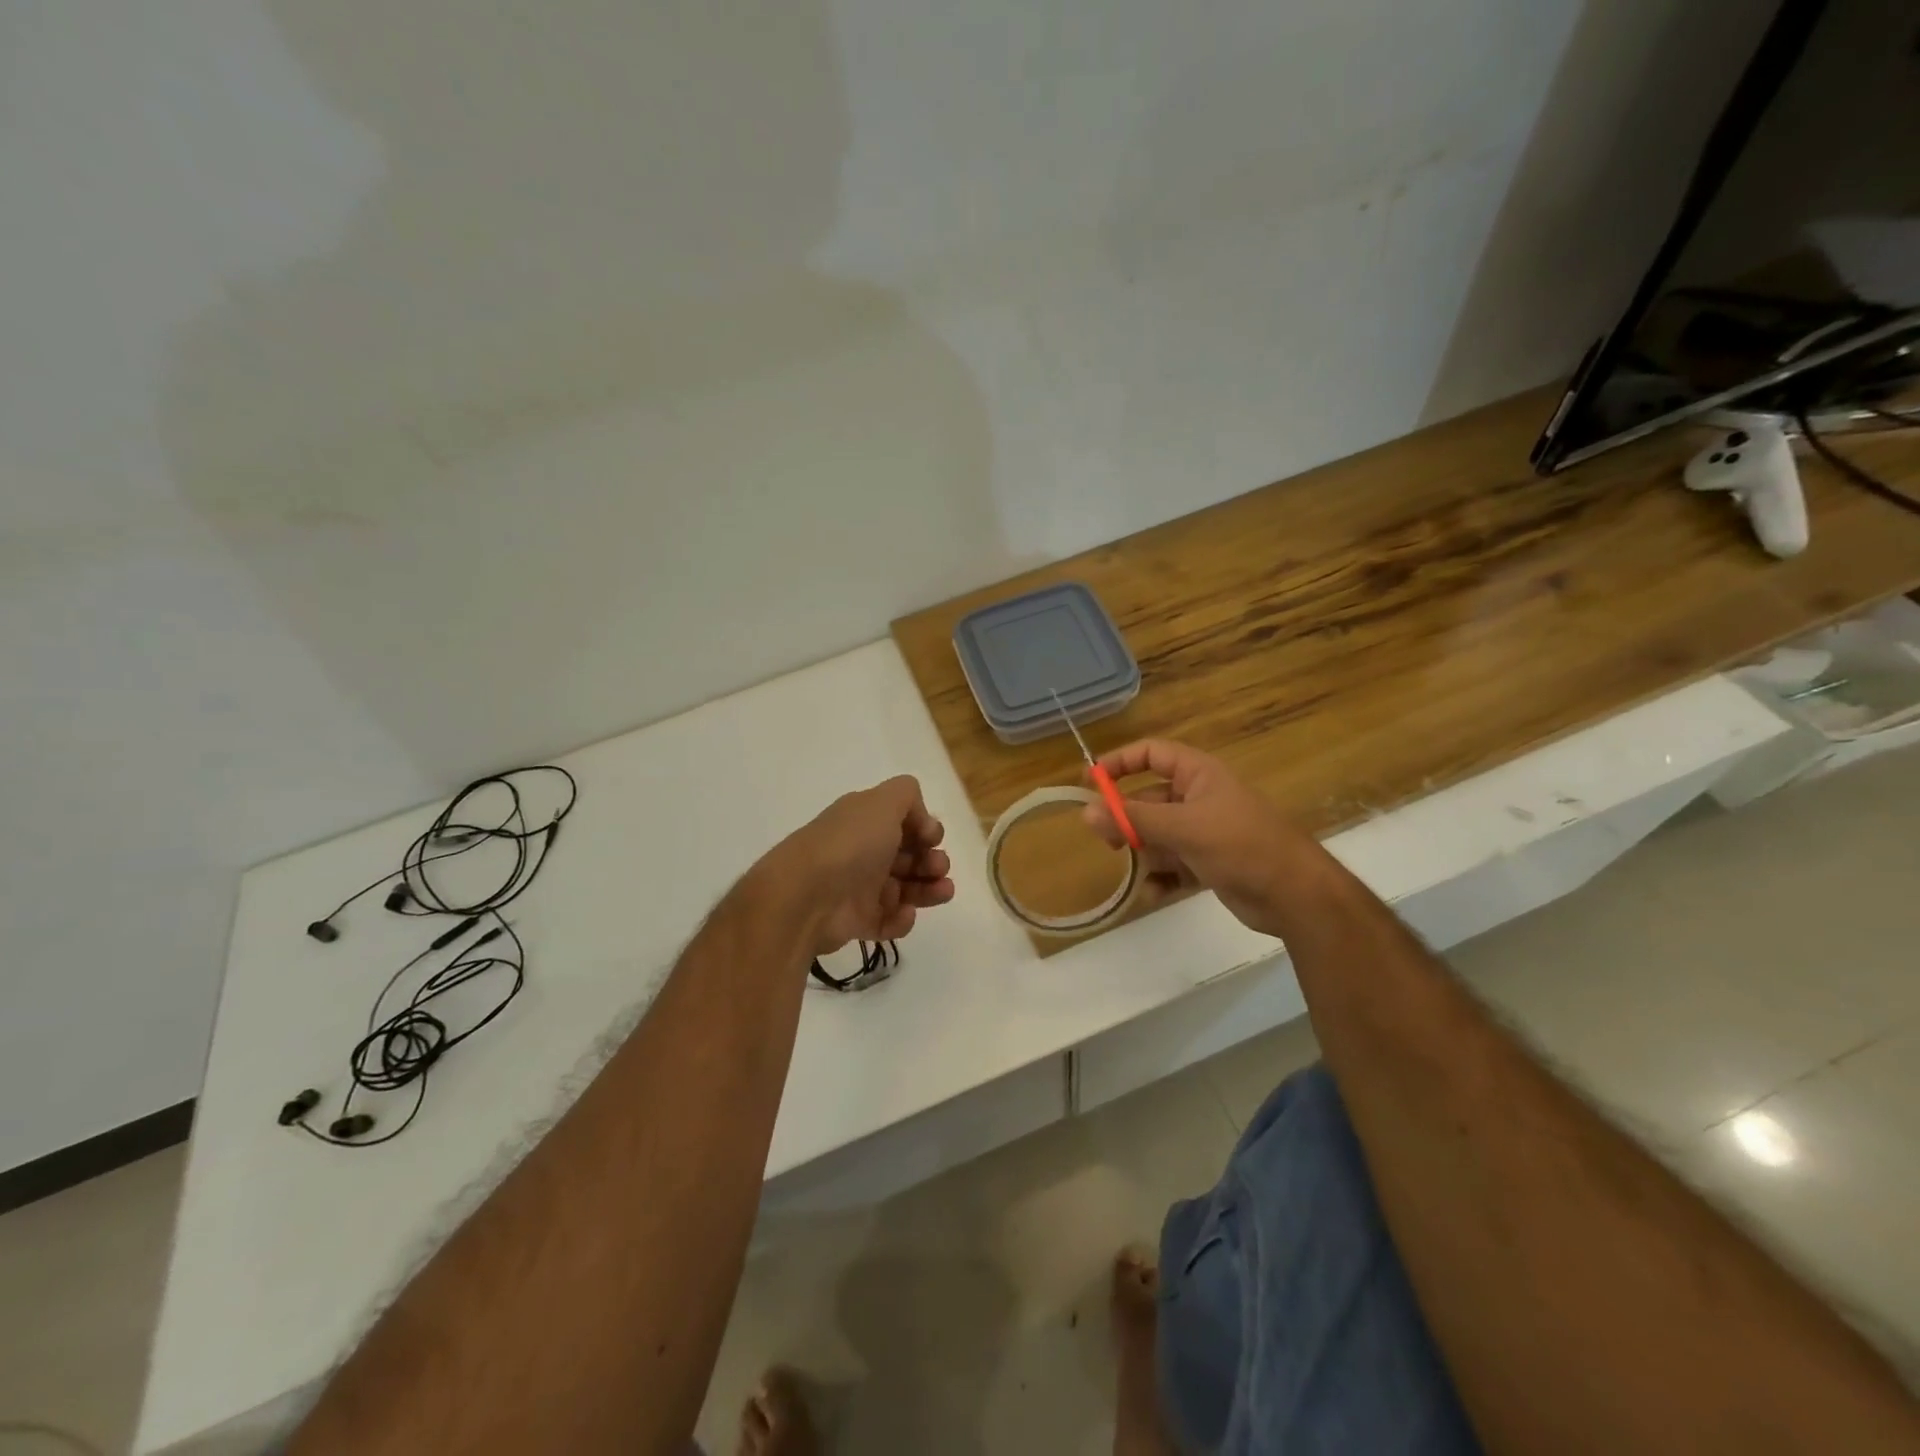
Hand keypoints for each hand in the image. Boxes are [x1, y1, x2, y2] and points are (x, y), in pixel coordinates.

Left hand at [770, 776, 954, 956]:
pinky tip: (904, 913)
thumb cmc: (850, 844)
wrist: (807, 896)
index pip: (904, 823)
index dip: (925, 830)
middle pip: (908, 857)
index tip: (931, 838)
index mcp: (866, 821)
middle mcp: (863, 852)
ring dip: (929, 890)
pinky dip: (902, 919)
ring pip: (905, 890)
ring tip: (943, 892)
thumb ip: (908, 795)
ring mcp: (860, 889)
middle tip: (938, 867)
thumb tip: (922, 823)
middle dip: (932, 861)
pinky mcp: (858, 922)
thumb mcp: (882, 802)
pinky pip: (889, 921)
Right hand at [1082, 740, 1309, 936]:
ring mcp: (1204, 832)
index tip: (1089, 781)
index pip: (1151, 754)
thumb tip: (1086, 811)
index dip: (1120, 763)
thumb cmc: (1240, 845)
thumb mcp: (1182, 827)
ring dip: (1143, 854)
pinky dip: (1161, 879)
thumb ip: (1133, 819)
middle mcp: (1199, 798)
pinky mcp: (1208, 864)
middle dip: (1127, 821)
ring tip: (1135, 874)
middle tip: (1107, 842)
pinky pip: (1173, 865)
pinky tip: (1153, 894)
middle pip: (1149, 800)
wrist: (1296, 895)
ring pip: (1158, 836)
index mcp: (1198, 774)